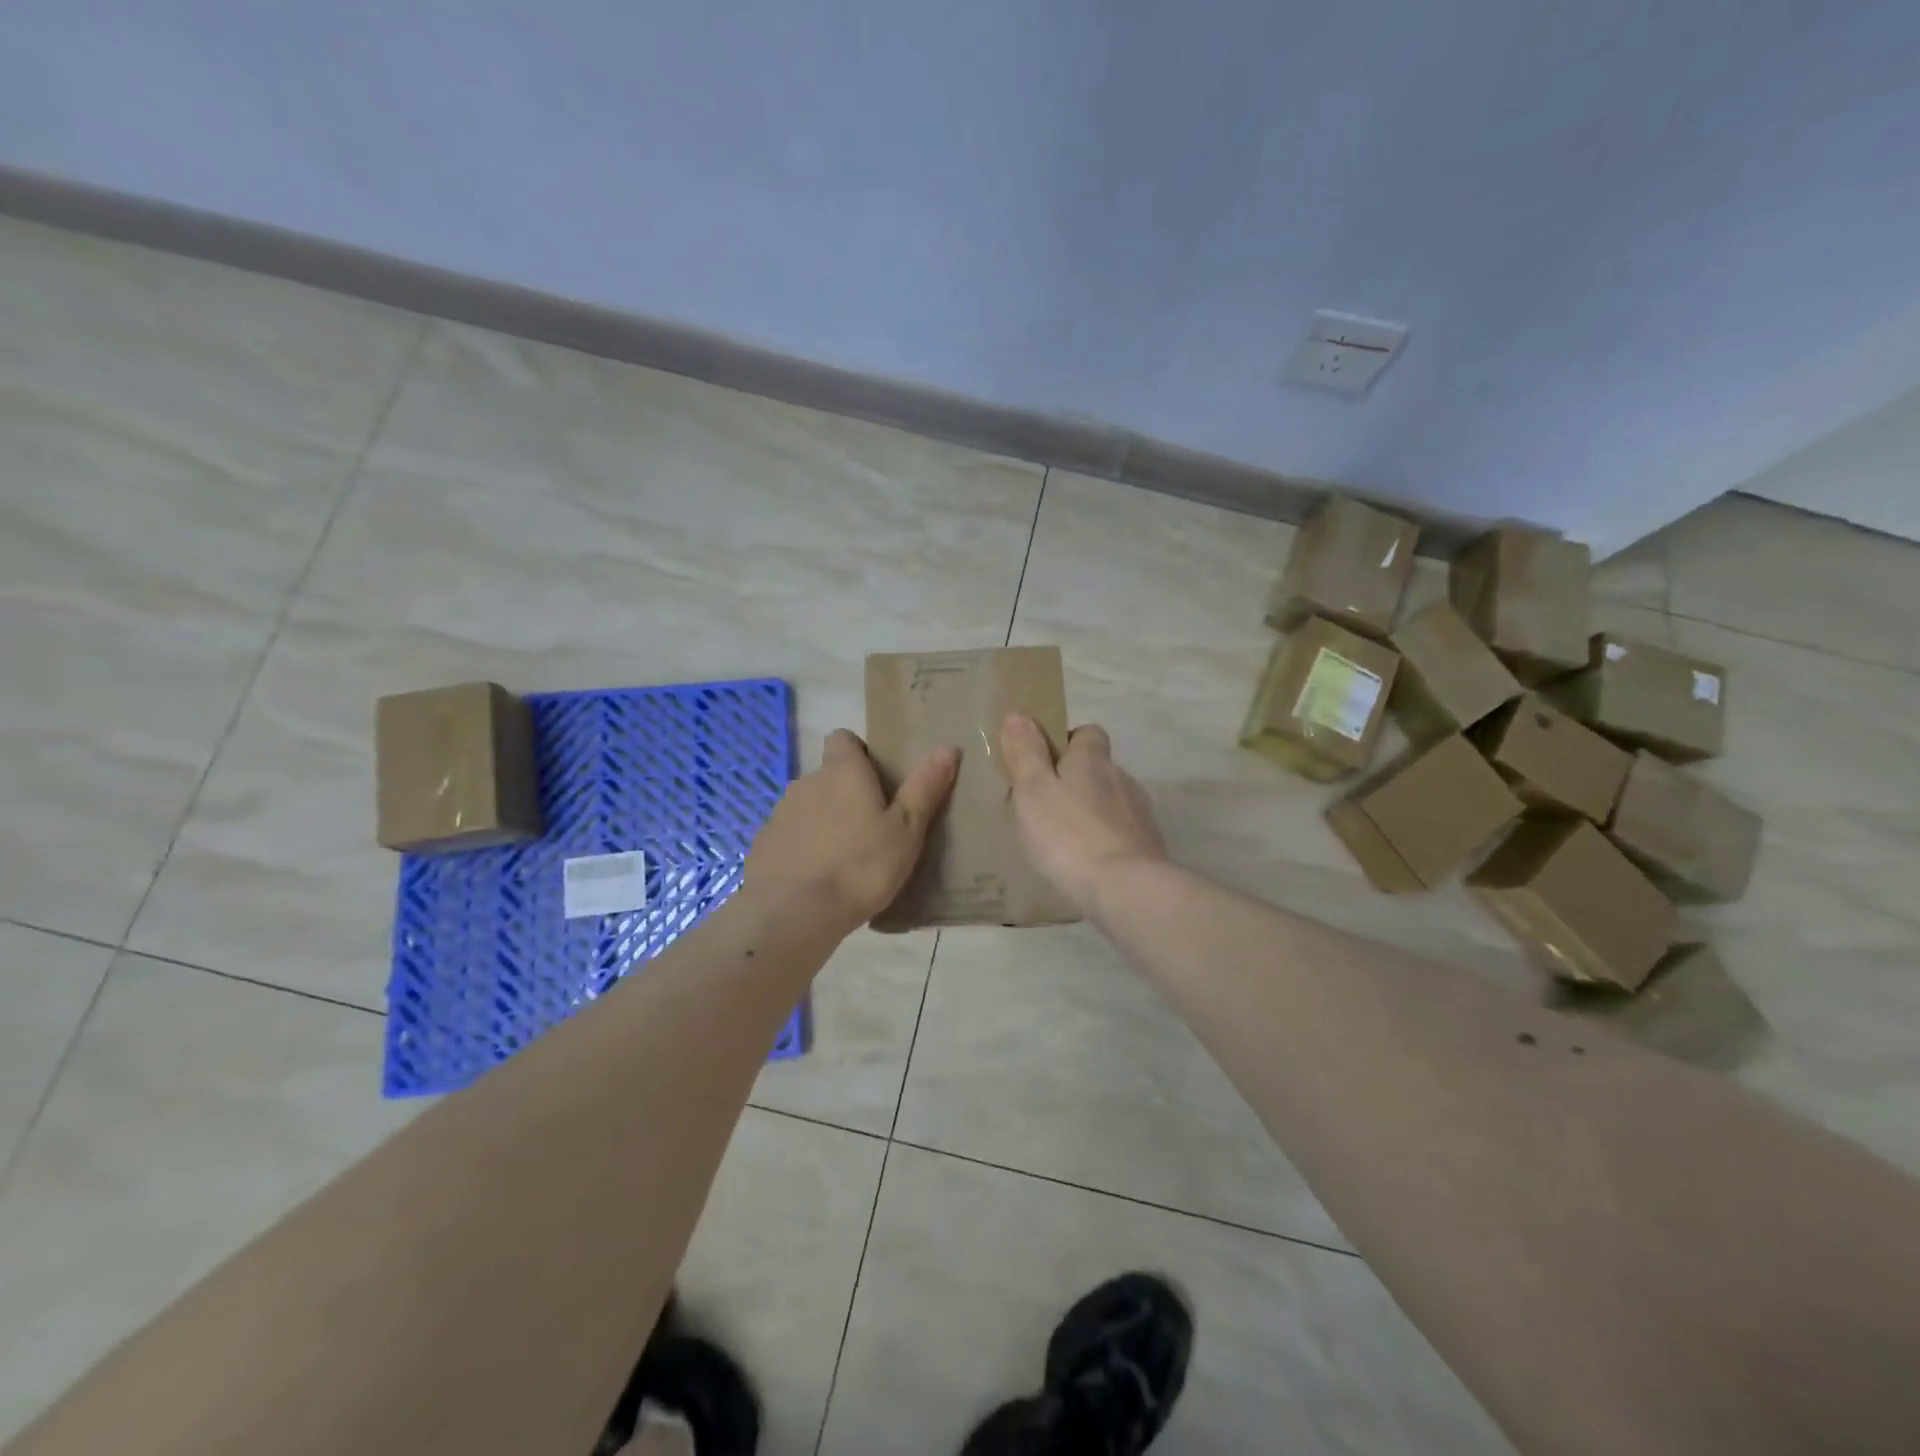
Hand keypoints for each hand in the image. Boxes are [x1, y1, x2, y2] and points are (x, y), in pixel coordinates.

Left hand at [745, 729, 958, 932]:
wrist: (793, 912)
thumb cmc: (860, 866)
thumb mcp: (906, 830)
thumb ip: (924, 788)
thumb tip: (947, 747)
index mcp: (842, 771)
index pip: (843, 738)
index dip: (859, 752)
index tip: (878, 779)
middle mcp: (807, 782)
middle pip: (828, 775)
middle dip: (846, 793)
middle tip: (872, 827)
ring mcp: (780, 813)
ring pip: (808, 806)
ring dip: (824, 821)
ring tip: (846, 858)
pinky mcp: (763, 844)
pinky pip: (790, 836)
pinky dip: (803, 848)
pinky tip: (818, 878)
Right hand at [999, 713, 1165, 918]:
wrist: (1125, 887)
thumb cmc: (1068, 834)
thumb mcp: (1033, 791)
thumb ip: (1026, 753)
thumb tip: (1018, 713)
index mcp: (1092, 760)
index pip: (1088, 733)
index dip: (1069, 741)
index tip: (1046, 761)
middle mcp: (1121, 777)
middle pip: (1100, 768)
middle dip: (1078, 780)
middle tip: (1047, 805)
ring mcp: (1139, 812)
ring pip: (1112, 800)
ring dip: (1093, 811)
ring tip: (1066, 837)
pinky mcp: (1149, 845)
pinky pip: (1122, 831)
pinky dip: (1106, 838)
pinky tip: (1089, 860)